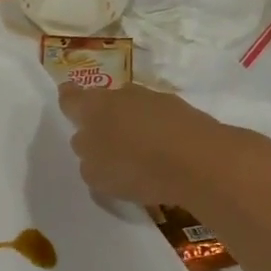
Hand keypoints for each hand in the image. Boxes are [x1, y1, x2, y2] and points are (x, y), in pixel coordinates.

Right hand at [59, 83, 219, 206]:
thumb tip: (94, 149)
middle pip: (106, 103)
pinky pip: (162, 123)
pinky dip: (160, 137)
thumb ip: (88, 158)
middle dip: (104, 119)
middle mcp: (122, 95)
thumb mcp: (95, 175)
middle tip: (106, 145)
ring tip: (139, 158)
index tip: (69, 109)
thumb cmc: (135, 167)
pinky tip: (165, 161)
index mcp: (92, 107)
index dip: (68, 101)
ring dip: (134, 128)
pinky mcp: (186, 112)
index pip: (70, 97)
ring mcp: (156, 100)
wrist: (202, 162)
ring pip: (136, 111)